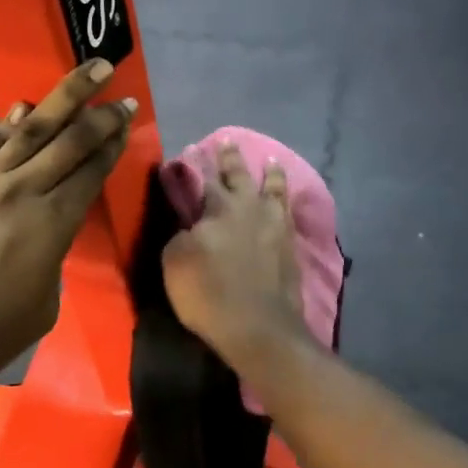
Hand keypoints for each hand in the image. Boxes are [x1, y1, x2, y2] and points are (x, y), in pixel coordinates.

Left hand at [0, 62, 135, 393]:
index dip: (111, 143)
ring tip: (84, 73)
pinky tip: (20, 109)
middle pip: (67, 141)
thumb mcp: (42, 306)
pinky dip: (7, 126)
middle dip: (97, 111)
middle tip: (116, 83)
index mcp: (52, 225)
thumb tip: (43, 238)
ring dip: (60, 99)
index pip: (90, 172)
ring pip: (28, 130)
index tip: (125, 118)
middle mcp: (21, 191)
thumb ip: (51, 261)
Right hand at [161, 141, 311, 373]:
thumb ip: (181, 235)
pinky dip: (286, 202)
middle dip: (231, 158)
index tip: (189, 149)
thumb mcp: (175, 262)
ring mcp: (276, 227)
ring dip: (271, 174)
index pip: (202, 180)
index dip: (194, 165)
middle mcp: (250, 209)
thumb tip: (190, 226)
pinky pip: (289, 214)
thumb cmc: (208, 293)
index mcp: (219, 208)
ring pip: (274, 190)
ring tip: (272, 161)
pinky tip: (286, 202)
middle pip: (240, 176)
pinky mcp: (291, 248)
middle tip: (228, 140)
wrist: (259, 327)